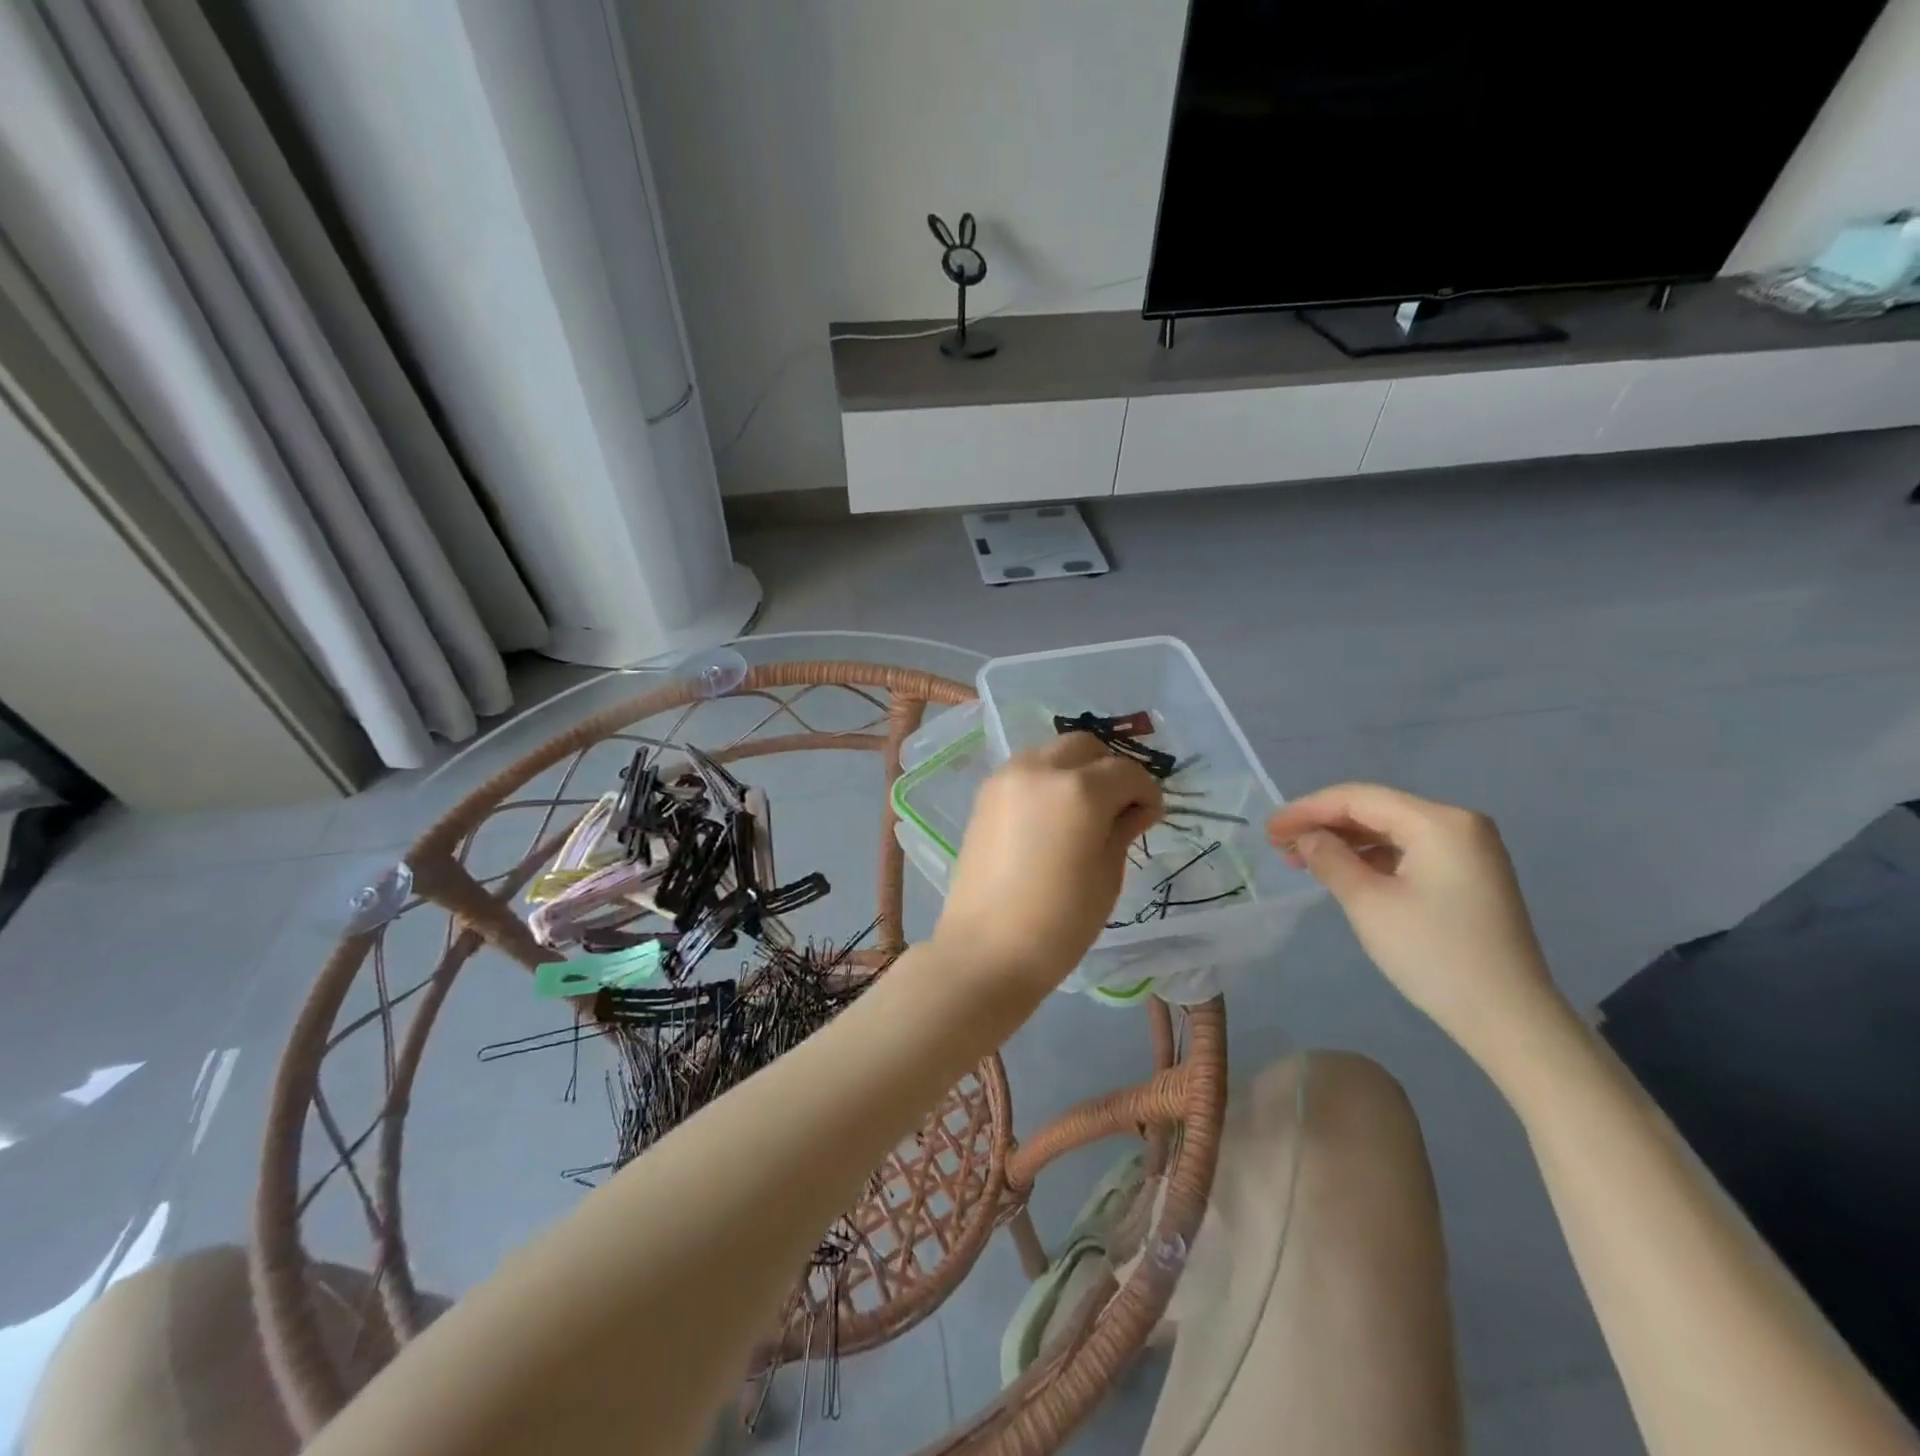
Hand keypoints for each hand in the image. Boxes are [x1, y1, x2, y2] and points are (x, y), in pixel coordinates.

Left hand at [934, 734, 1162, 994]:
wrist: (985, 950)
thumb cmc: (1058, 922)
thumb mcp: (1107, 876)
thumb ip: (1122, 829)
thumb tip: (1136, 807)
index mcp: (1079, 789)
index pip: (1127, 772)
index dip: (1146, 793)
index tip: (1149, 818)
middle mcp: (1041, 768)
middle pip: (1086, 746)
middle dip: (1109, 770)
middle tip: (1118, 808)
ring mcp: (1007, 777)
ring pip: (1053, 751)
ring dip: (1076, 769)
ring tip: (1083, 811)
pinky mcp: (986, 793)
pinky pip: (1027, 769)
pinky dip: (1047, 779)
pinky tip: (1051, 816)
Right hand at [1267, 783, 1571, 1068]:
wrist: (1509, 1018)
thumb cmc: (1434, 954)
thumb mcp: (1368, 903)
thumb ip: (1330, 859)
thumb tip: (1306, 837)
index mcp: (1439, 822)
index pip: (1358, 798)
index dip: (1307, 809)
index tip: (1268, 830)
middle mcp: (1459, 824)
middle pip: (1376, 809)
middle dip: (1324, 824)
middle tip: (1279, 845)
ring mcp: (1469, 850)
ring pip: (1391, 830)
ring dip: (1344, 841)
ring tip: (1302, 859)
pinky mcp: (1469, 876)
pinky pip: (1409, 851)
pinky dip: (1371, 857)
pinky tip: (1343, 871)